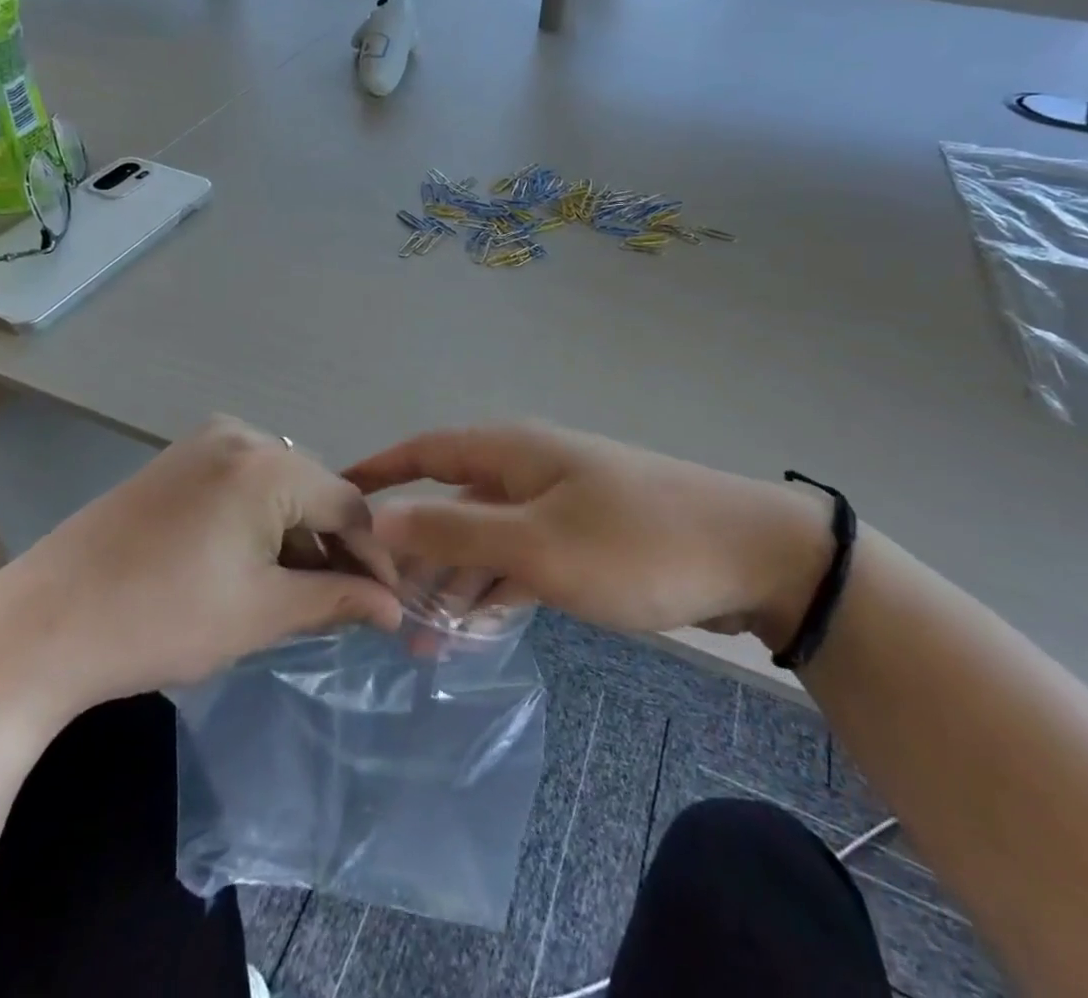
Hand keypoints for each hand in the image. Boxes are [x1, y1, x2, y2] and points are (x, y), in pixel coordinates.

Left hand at [0, 417, 403, 734]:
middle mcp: (241, 435)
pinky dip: (259, 523)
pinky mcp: (175, 461)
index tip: (391, 602)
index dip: (374, 556)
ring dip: (296, 536)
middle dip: (333, 546)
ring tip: (300, 591)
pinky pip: (241, 485)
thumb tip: (395, 606)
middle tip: (347, 602)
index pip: (348, 506)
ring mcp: (202, 443)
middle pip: (314, 491)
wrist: (40, 627)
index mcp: (268, 465)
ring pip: (278, 488)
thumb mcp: (262, 613)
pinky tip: (252, 565)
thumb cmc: (163, 620)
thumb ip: (338, 599)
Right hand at [344, 422, 829, 645]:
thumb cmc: (635, 542)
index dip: (377, 470)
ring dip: (455, 579)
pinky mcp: (583, 537)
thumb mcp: (537, 544)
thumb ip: (454, 530)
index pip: (424, 450)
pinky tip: (477, 629)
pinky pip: (521, 558)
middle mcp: (527, 467)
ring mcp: (557, 502)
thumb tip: (380, 516)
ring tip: (421, 637)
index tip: (334, 500)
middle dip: (414, 547)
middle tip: (377, 599)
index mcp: (510, 451)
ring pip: (485, 536)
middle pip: (450, 499)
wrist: (754, 555)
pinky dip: (497, 588)